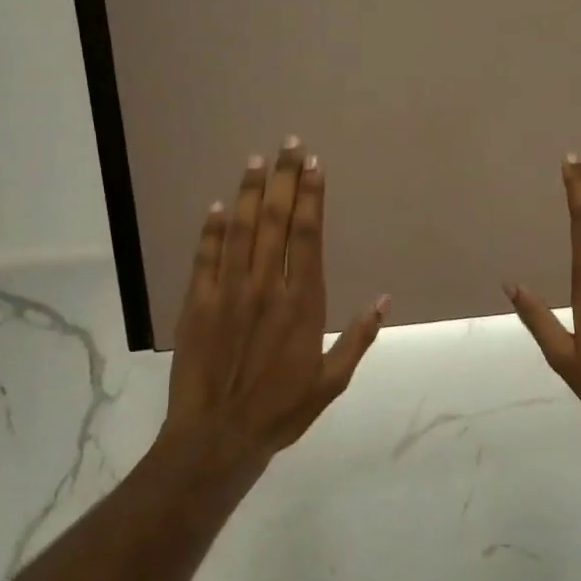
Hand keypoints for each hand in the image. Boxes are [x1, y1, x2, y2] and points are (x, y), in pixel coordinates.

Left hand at [162, 139, 387, 471]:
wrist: (219, 436)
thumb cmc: (282, 410)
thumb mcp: (332, 382)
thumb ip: (358, 338)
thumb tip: (384, 300)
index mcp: (302, 304)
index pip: (308, 236)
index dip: (312, 197)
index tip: (315, 166)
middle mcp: (266, 287)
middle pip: (277, 222)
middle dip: (285, 180)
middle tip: (290, 145)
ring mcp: (228, 292)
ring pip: (241, 230)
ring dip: (250, 192)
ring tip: (257, 160)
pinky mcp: (197, 304)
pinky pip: (206, 256)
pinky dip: (212, 229)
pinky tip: (219, 205)